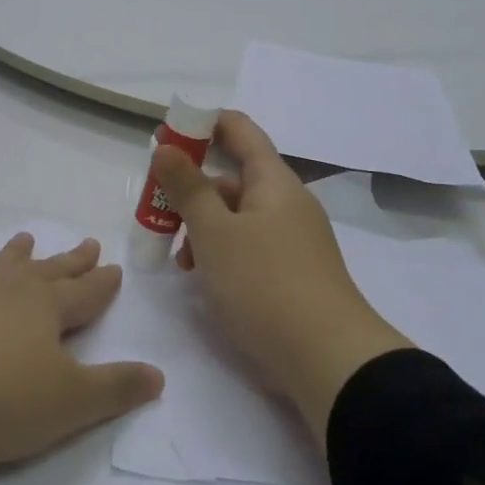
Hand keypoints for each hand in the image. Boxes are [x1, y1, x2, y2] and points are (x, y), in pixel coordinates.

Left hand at [0, 235, 162, 484]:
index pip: (84, 292)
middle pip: (45, 271)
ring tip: (25, 239)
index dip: (102, 283)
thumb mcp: (68, 405)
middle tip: (87, 243)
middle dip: (69, 261)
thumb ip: (115, 388)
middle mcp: (3, 289)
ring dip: (13, 255)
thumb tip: (159, 375)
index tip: (114, 268)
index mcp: (44, 308)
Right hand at [151, 112, 411, 444]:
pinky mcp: (290, 273)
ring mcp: (292, 240)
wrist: (327, 360)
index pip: (240, 130)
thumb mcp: (215, 232)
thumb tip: (166, 148)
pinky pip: (248, 246)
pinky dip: (221, 252)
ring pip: (237, 216)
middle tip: (156, 207)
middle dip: (192, 187)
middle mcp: (286, 203)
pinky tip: (204, 278)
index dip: (202, 124)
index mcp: (273, 181)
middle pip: (233, 177)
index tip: (165, 133)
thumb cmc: (264, 283)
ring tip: (180, 258)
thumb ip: (187, 188)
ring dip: (203, 226)